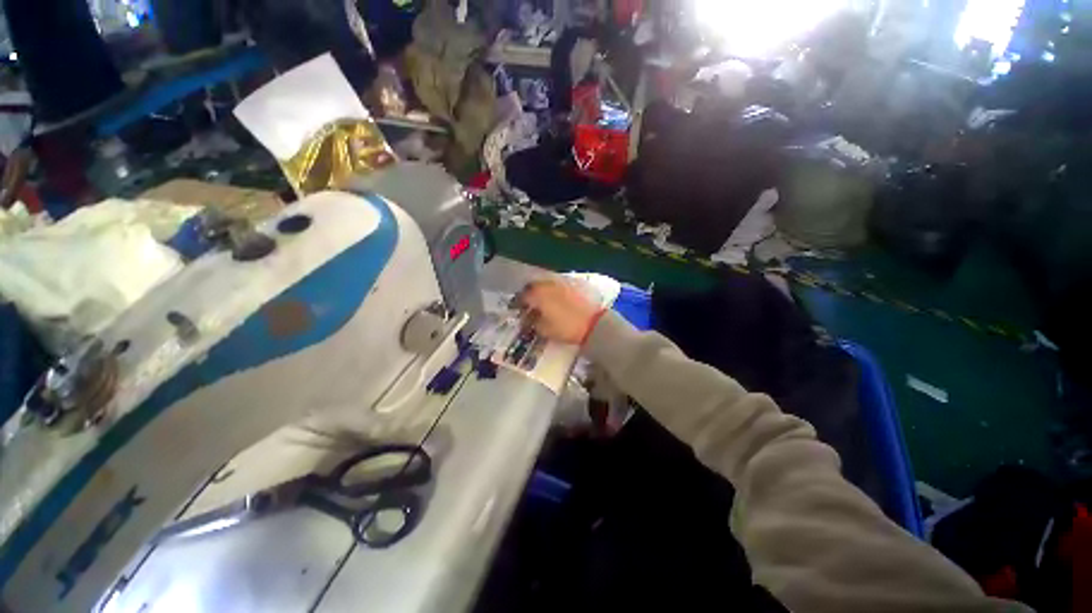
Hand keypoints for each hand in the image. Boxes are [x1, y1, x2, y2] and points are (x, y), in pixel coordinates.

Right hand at [517, 278, 603, 344]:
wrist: (592, 324)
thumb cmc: (565, 327)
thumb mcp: (544, 329)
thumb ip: (532, 322)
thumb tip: (527, 318)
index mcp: (538, 294)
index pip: (523, 296)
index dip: (518, 303)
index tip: (517, 310)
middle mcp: (548, 285)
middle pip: (533, 287)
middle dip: (529, 295)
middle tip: (528, 305)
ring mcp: (561, 284)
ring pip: (546, 285)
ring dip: (541, 292)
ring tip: (541, 303)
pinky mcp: (572, 286)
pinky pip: (557, 287)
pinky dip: (552, 292)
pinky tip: (555, 301)